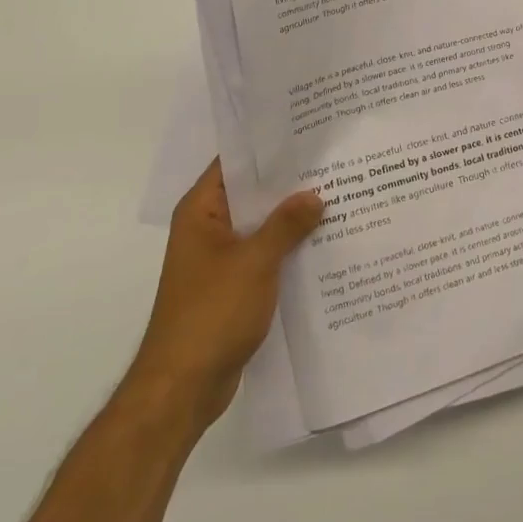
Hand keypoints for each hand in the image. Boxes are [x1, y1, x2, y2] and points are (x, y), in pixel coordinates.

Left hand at [130, 161, 322, 434]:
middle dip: (290, 182)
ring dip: (293, 218)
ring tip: (339, 196)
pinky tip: (325, 242)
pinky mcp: (233, 286)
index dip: (268, 147)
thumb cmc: (211, 314)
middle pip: (252, 194)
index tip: (307, 133)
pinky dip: (289, 248)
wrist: (183, 389)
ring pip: (262, 226)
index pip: (235, 163)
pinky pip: (265, 255)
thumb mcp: (254, 262)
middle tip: (334, 162)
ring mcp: (220, 259)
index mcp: (201, 211)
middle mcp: (208, 228)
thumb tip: (315, 194)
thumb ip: (286, 224)